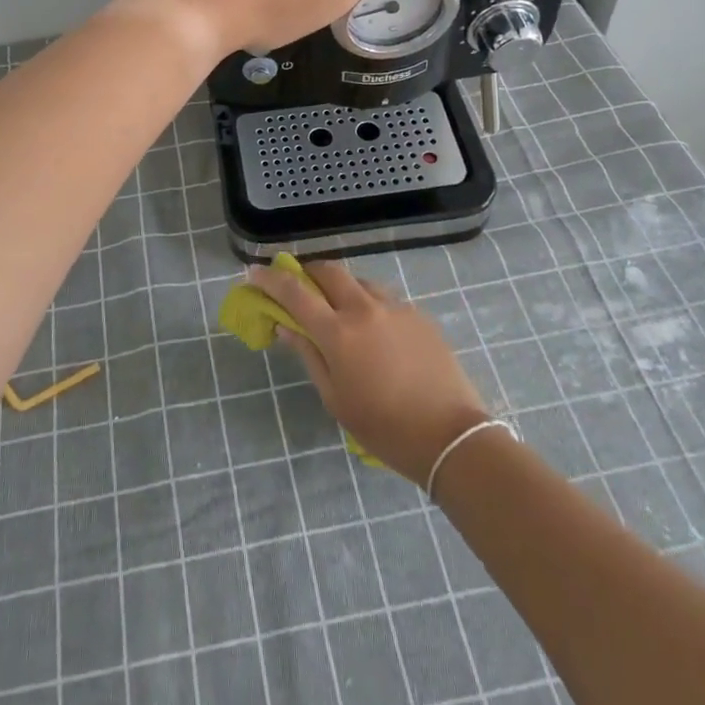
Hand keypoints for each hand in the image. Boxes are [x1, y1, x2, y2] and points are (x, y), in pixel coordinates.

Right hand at [249, 259, 489, 482]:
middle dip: (308, 271)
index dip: (271, 279)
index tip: (254, 272)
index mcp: (338, 332)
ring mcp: (394, 306)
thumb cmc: (384, 427)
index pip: (295, 293)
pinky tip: (374, 331)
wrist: (451, 435)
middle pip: (328, 270)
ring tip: (339, 311)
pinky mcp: (417, 313)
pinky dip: (368, 304)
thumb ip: (308, 356)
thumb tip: (285, 326)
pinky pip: (383, 298)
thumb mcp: (336, 399)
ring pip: (358, 281)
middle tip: (299, 284)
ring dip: (340, 287)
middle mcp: (364, 308)